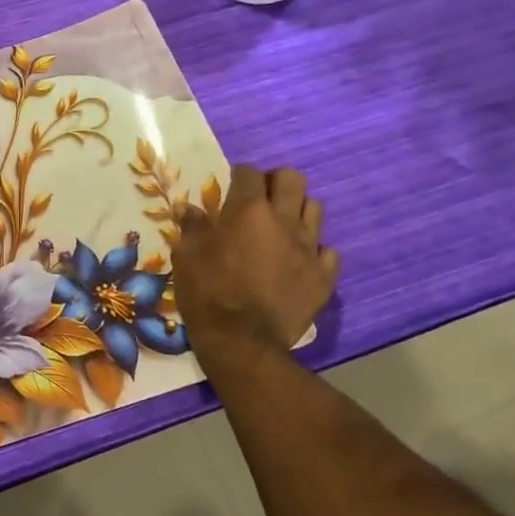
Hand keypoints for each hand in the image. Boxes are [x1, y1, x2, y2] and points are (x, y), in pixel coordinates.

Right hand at [175, 165, 339, 357]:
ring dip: (297, 210)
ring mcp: (309, 248)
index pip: (249, 174)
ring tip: (281, 226)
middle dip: (276, 181)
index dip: (239, 175)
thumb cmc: (208, 292)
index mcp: (248, 211)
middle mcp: (283, 221)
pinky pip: (327, 251)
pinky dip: (314, 250)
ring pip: (315, 209)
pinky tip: (298, 260)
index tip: (230, 185)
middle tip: (261, 198)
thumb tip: (189, 208)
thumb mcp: (187, 256)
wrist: (242, 341)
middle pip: (292, 179)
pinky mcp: (324, 276)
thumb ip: (192, 227)